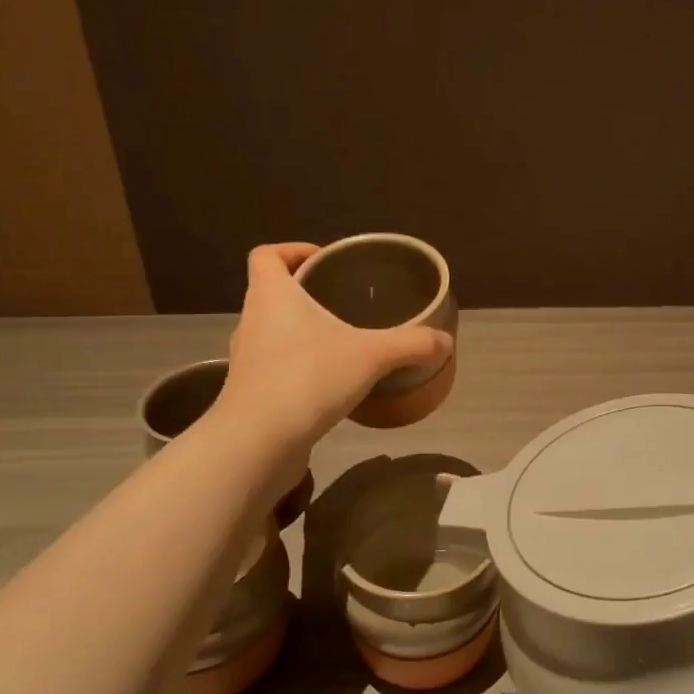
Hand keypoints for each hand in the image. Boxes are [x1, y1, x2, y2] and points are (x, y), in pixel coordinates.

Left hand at [214, 243, 452, 462]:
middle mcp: (252, 320)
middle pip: (271, 291)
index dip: (292, 251)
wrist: (258, 443)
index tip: (324, 261)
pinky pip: (275, 365)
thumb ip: (411, 345)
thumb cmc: (308, 379)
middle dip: (305, 292)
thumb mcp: (372, 356)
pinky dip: (298, 365)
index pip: (267, 255)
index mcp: (272, 295)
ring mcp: (247, 359)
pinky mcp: (250, 392)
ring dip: (300, 330)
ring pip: (272, 330)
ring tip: (341, 341)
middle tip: (343, 301)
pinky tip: (329, 382)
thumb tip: (446, 341)